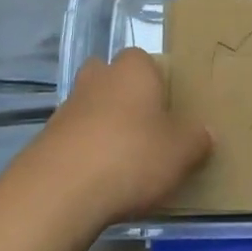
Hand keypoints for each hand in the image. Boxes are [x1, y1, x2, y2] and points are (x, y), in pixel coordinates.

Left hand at [26, 48, 211, 227]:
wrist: (61, 191)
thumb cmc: (132, 156)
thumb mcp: (181, 152)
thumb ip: (197, 140)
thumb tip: (205, 133)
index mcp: (133, 69)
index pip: (145, 60)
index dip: (156, 81)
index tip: (167, 108)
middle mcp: (98, 78)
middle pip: (111, 77)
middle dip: (123, 96)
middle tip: (144, 127)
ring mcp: (67, 107)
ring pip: (90, 107)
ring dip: (102, 126)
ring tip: (123, 161)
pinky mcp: (46, 139)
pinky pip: (74, 138)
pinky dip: (85, 152)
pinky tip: (98, 180)